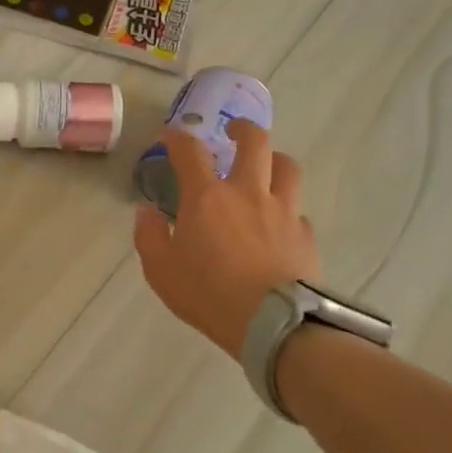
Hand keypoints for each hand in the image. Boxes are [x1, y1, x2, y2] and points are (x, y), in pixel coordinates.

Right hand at [133, 121, 319, 359]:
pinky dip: (287, 210)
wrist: (273, 323)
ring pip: (287, 167)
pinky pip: (298, 211)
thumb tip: (146, 212)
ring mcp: (283, 211)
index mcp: (207, 198)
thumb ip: (150, 236)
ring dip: (275, 160)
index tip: (171, 135)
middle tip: (234, 130)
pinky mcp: (305, 235)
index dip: (178, 138)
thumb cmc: (208, 294)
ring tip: (267, 165)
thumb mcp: (161, 270)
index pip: (190, 152)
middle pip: (255, 142)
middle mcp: (247, 193)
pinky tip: (280, 224)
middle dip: (243, 129)